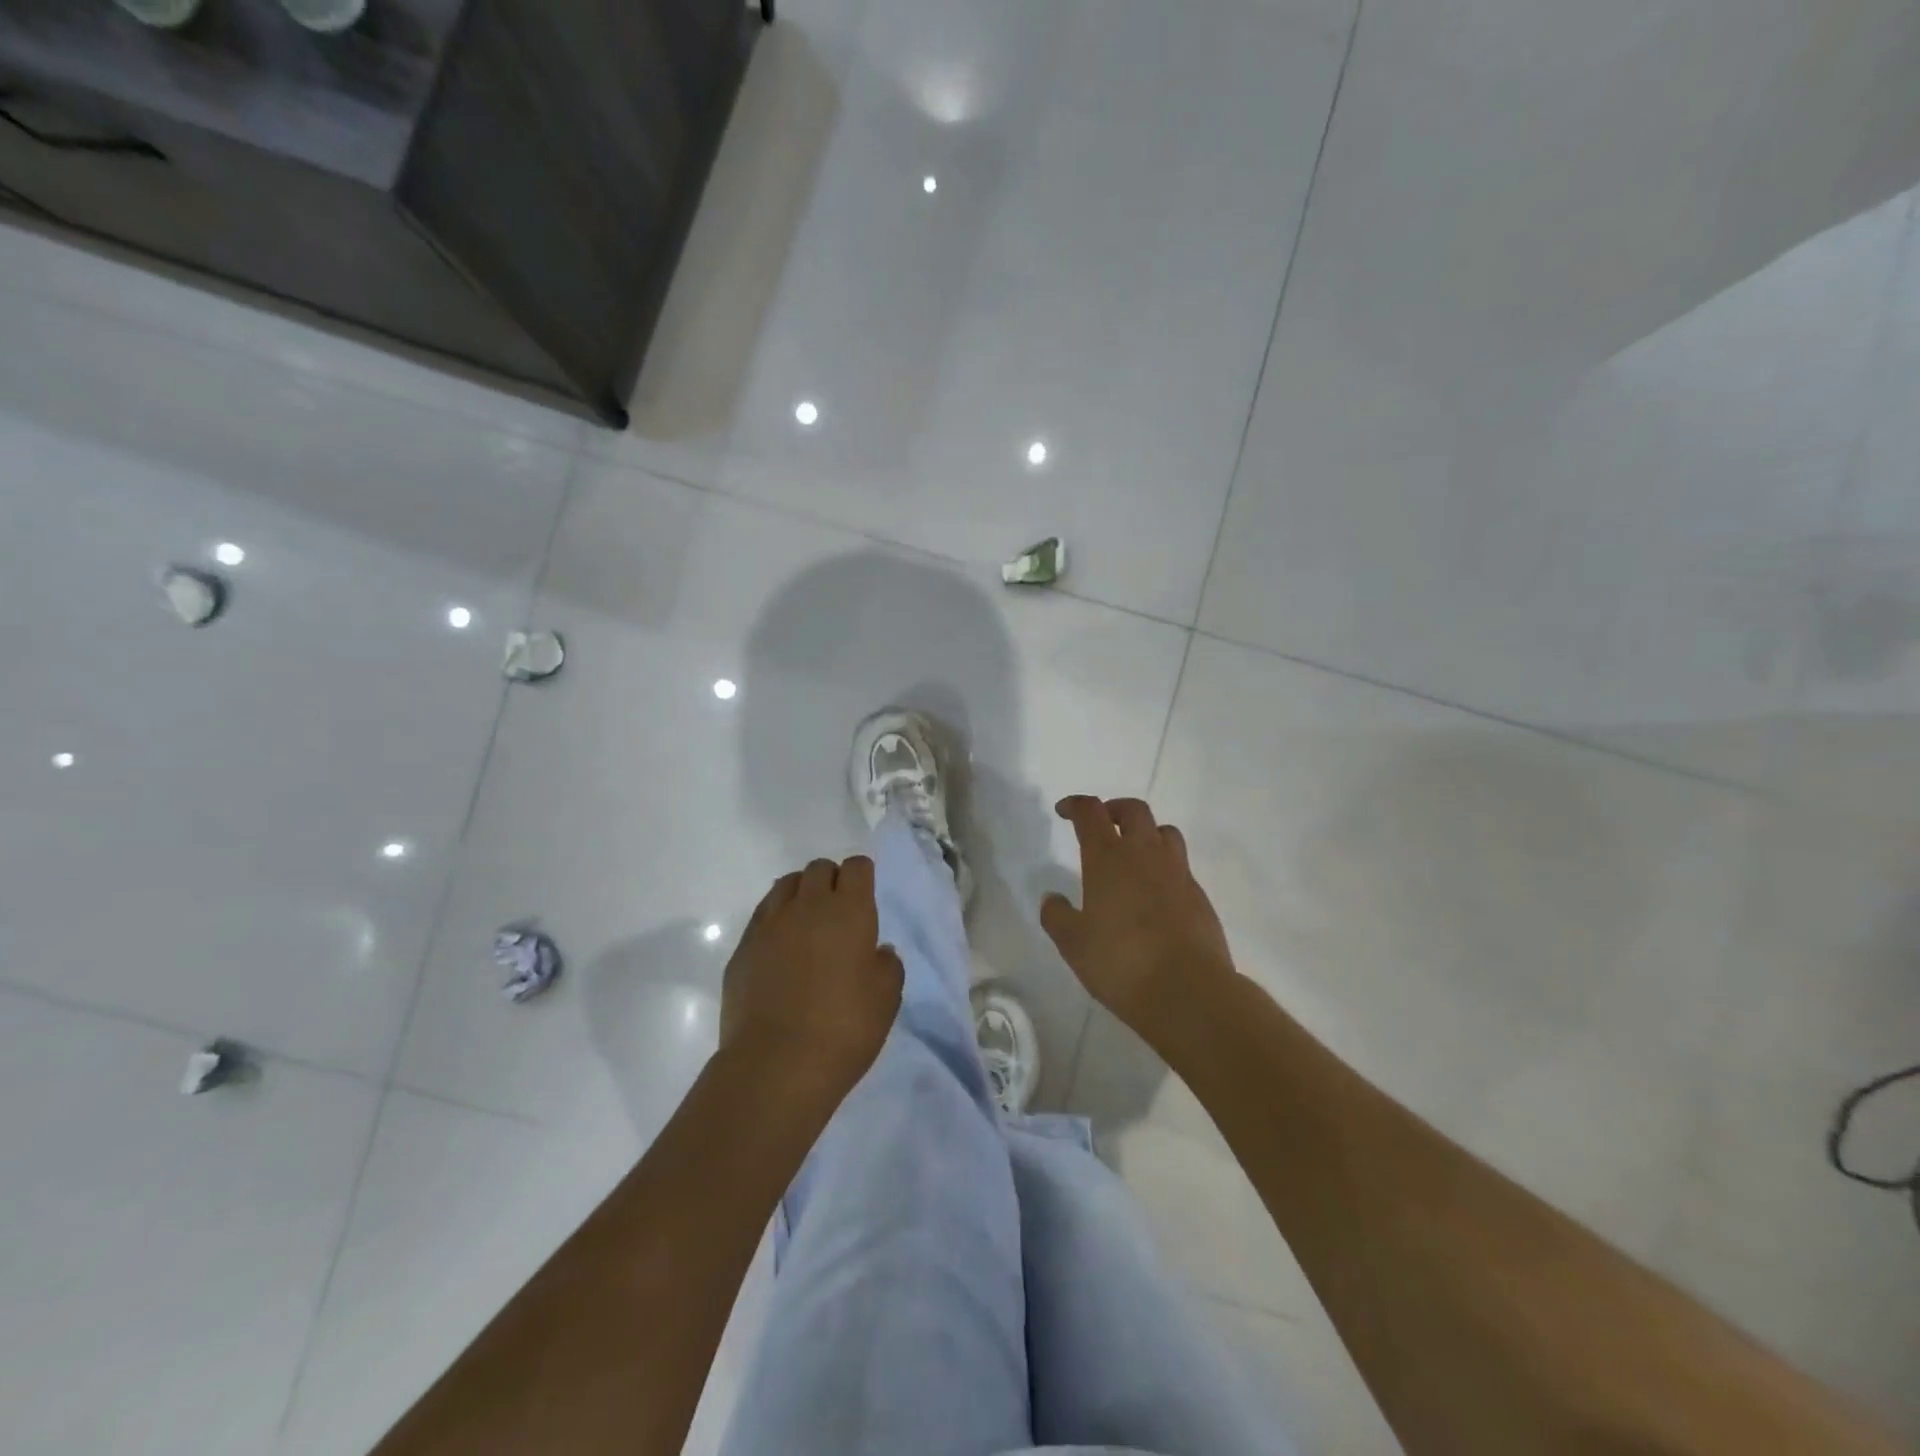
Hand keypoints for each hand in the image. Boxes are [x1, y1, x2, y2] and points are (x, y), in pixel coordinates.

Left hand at [720, 855, 903, 1092]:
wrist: (776, 1064)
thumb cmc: (844, 1028)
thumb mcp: (886, 998)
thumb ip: (887, 965)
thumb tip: (877, 950)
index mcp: (848, 911)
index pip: (857, 867)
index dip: (863, 875)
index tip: (865, 894)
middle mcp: (807, 906)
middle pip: (818, 868)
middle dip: (831, 880)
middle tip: (838, 911)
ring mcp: (769, 925)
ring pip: (785, 885)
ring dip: (800, 894)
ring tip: (807, 923)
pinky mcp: (742, 949)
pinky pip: (762, 916)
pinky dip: (775, 920)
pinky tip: (781, 949)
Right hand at [1041, 797, 1237, 1031]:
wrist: (1188, 991)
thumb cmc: (1120, 962)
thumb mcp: (1073, 944)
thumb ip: (1058, 916)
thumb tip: (1052, 898)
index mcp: (1108, 858)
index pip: (1091, 812)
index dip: (1076, 805)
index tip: (1065, 811)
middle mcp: (1145, 854)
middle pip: (1134, 810)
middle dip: (1114, 809)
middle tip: (1102, 824)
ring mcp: (1177, 873)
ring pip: (1165, 832)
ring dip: (1146, 832)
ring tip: (1133, 852)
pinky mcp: (1199, 896)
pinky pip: (1181, 865)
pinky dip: (1165, 866)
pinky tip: (1155, 893)